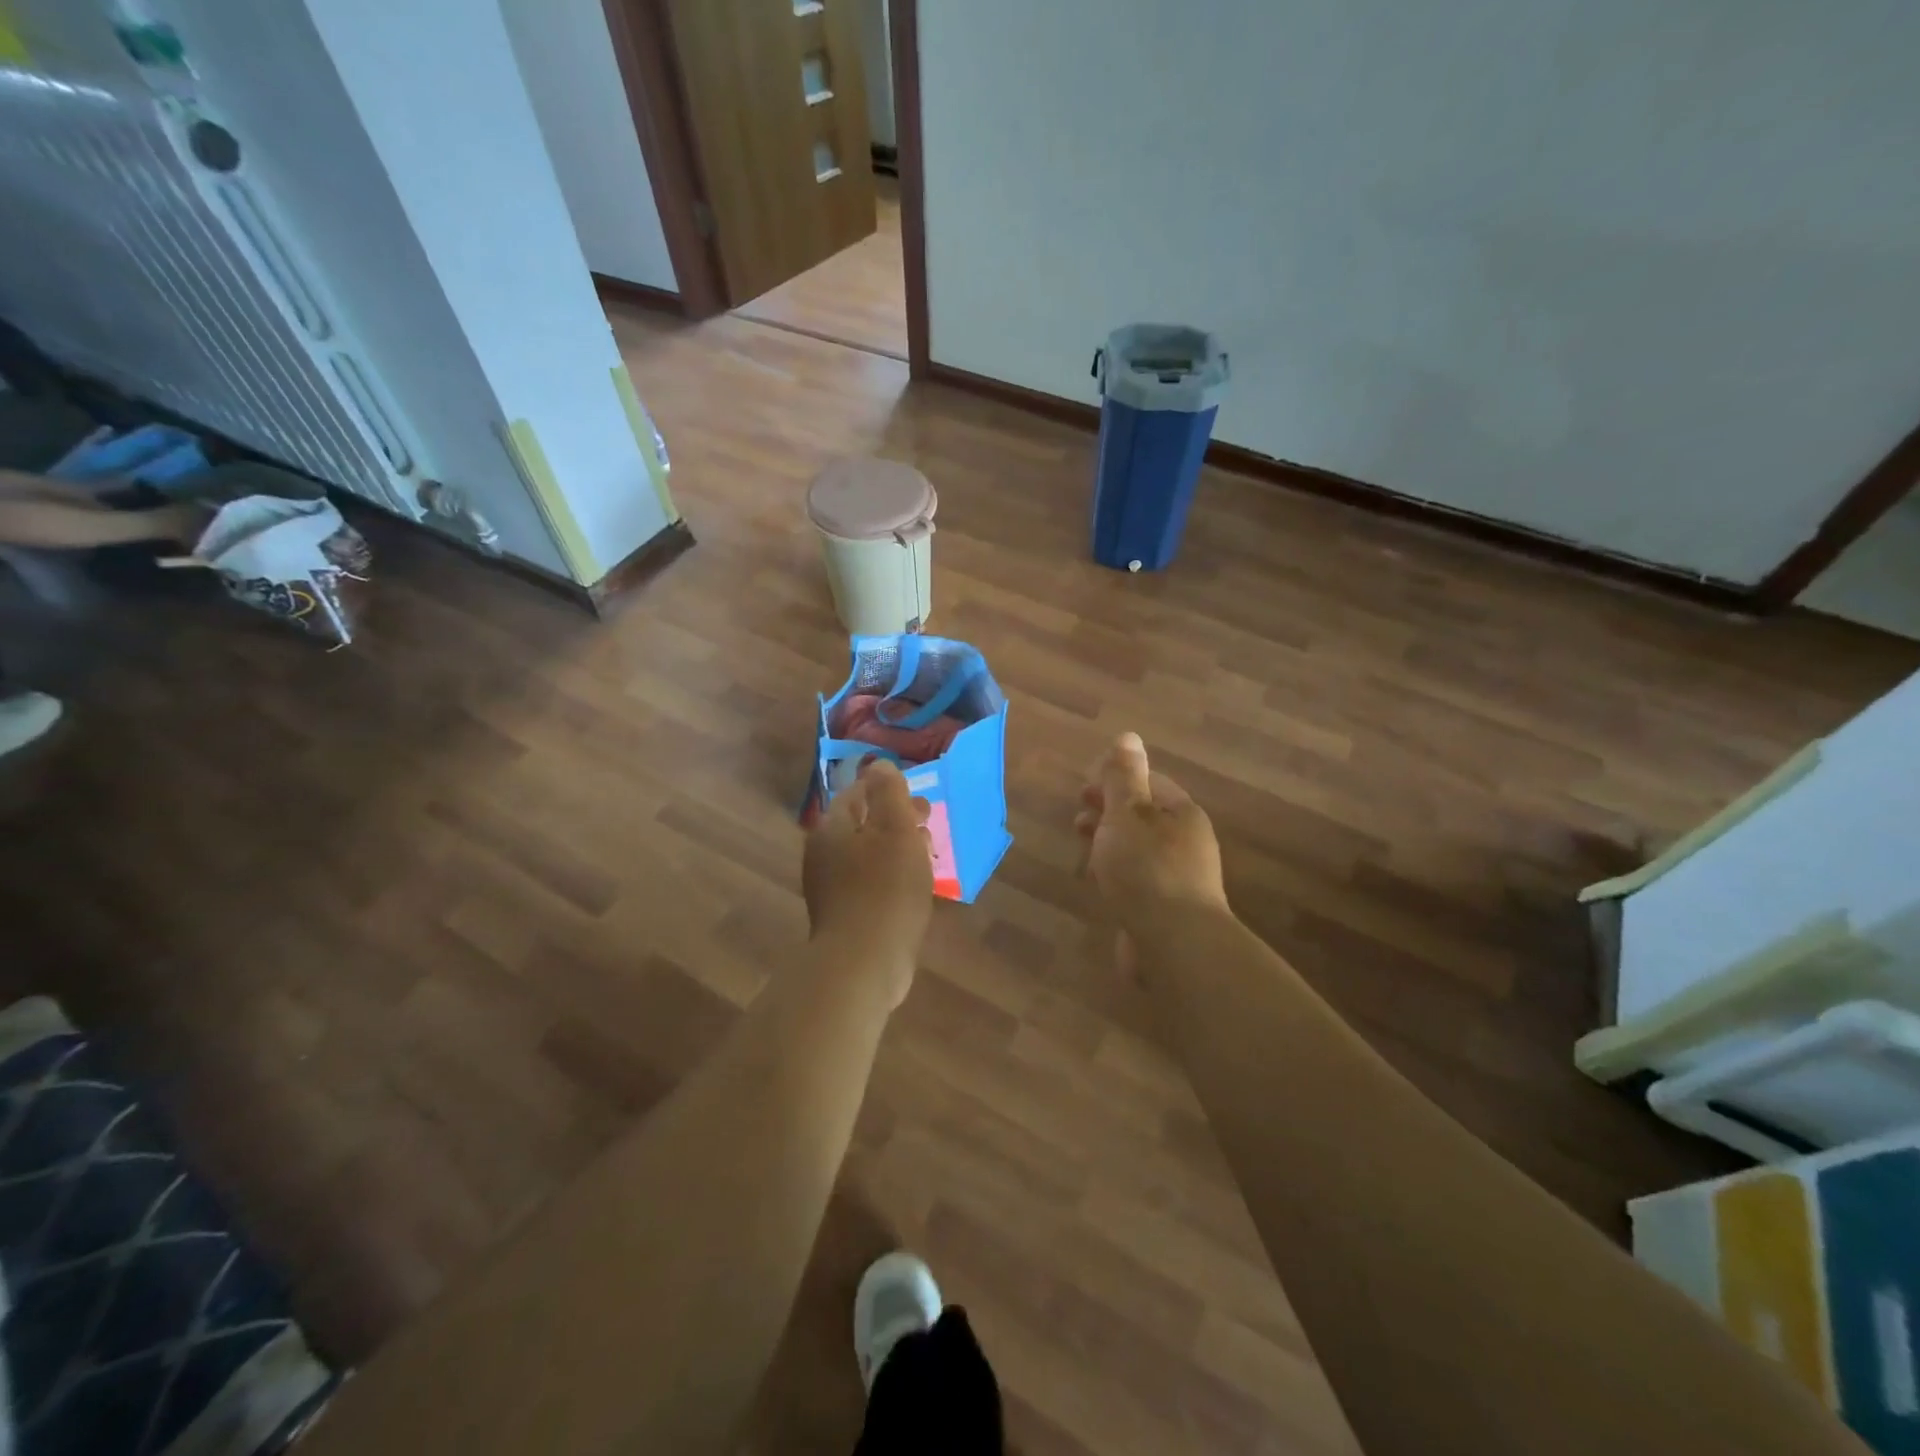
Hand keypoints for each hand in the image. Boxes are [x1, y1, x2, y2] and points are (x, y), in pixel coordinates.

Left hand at [803, 759, 933, 1006]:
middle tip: (928, 823)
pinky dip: (891, 875)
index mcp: (831, 828)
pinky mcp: (843, 916)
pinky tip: (913, 886)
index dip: (888, 790)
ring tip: (927, 853)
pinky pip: (869, 883)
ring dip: (896, 848)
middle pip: (861, 825)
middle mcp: (823, 854)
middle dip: (895, 819)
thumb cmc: (884, 889)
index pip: (857, 793)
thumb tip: (879, 765)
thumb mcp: (895, 830)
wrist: (863, 963)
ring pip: (867, 855)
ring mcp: (830, 888)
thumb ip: (889, 793)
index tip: (919, 798)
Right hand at [1076, 733, 1227, 930]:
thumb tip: (1128, 736)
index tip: (1082, 787)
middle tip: (1077, 816)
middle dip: (1108, 811)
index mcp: (1181, 813)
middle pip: (1143, 816)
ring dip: (1109, 842)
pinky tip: (1099, 882)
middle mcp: (1186, 841)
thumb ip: (1123, 777)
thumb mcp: (1128, 814)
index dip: (1115, 780)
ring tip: (1082, 847)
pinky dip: (1116, 872)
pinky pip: (1138, 879)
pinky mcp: (1167, 909)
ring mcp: (1179, 878)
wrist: (1174, 944)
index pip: (1148, 782)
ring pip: (1138, 849)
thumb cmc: (1146, 869)